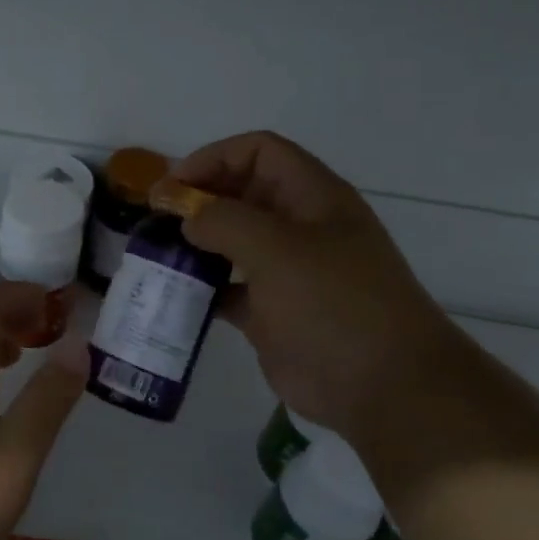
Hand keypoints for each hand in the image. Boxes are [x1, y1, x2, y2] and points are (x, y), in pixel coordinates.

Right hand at [171, 131, 458, 444]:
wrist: (383, 387)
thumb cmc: (333, 305)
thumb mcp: (277, 249)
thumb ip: (223, 220)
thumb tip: (187, 216)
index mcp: (312, 197)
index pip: (258, 152)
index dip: (214, 158)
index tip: (173, 186)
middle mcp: (299, 227)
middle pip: (241, 194)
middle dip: (198, 199)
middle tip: (155, 219)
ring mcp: (286, 272)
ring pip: (232, 242)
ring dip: (195, 244)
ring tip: (156, 254)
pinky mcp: (272, 312)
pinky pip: (228, 289)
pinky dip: (201, 288)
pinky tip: (173, 296)